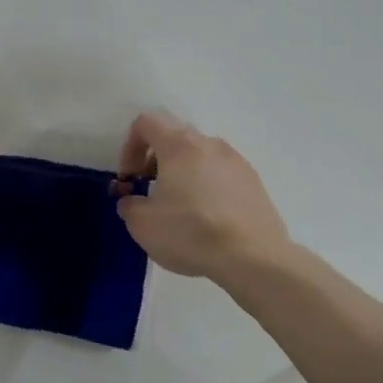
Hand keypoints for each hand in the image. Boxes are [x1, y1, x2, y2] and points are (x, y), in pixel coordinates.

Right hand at [115, 112, 292, 282]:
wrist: (254, 259)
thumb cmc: (191, 233)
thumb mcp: (142, 224)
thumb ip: (129, 204)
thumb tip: (133, 200)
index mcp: (179, 145)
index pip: (146, 123)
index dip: (129, 147)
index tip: (130, 178)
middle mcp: (209, 144)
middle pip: (174, 137)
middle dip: (155, 160)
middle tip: (150, 192)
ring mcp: (236, 161)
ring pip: (199, 156)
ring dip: (182, 173)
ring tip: (179, 208)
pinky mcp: (254, 181)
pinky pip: (221, 174)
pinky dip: (206, 186)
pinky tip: (207, 218)